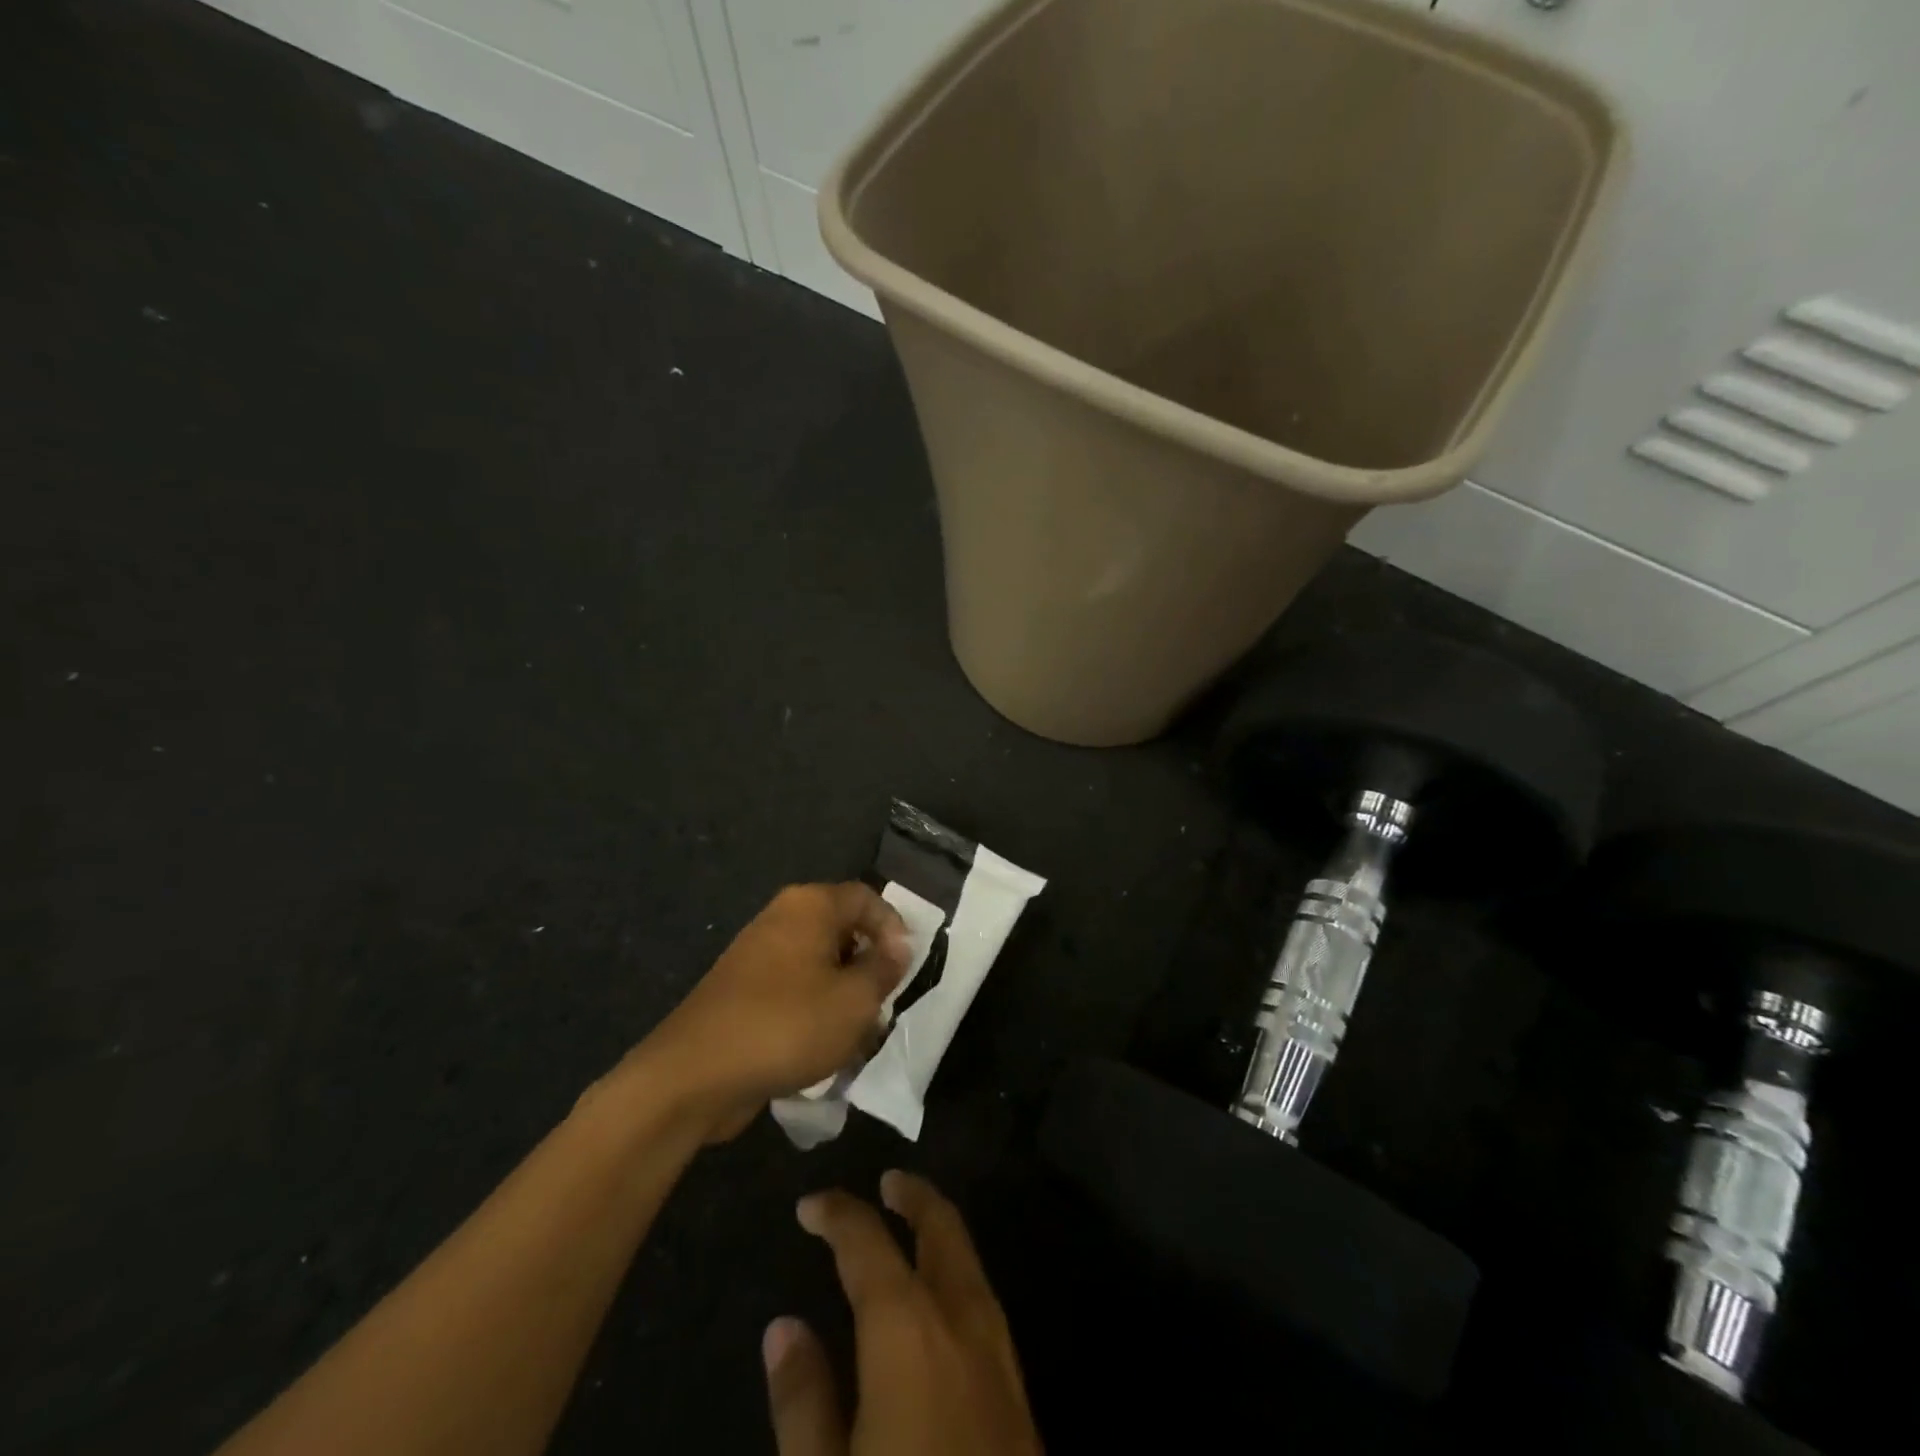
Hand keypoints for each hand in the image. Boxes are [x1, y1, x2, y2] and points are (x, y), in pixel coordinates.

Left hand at [639, 884, 910, 1139]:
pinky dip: (814, 1010)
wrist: (695, 1074)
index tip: (906, 970)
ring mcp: (758, 953)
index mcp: (811, 905)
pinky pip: (794, 988)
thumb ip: (884, 969)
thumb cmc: (787, 1025)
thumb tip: (898, 947)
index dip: (895, 929)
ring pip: (820, 964)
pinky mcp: (743, 990)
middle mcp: (783, 917)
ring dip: (844, 994)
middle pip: (843, 929)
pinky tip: (822, 1048)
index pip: (868, 898)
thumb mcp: (855, 1000)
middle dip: (869, 967)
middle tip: (884, 1005)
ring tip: (857, 1035)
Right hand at [765, 1172, 1042, 1455]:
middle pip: (941, 1227)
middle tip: (886, 1180)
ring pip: (969, 1258)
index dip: (838, 1214)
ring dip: (939, 1229)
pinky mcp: (1018, 1388)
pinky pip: (982, 1297)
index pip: (868, 1242)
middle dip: (913, 1195)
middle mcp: (959, 1317)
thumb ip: (804, 1400)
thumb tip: (784, 1327)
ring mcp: (998, 1350)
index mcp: (906, 1327)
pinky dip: (957, 1269)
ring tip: (911, 1222)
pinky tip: (941, 1297)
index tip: (810, 1205)